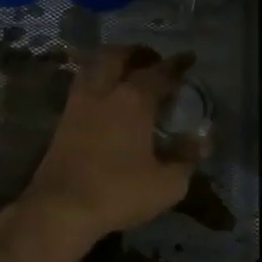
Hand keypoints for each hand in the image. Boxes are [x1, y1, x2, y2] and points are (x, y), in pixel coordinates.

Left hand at [13, 46, 196, 246]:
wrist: (60, 208)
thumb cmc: (118, 193)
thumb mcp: (166, 184)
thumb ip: (186, 159)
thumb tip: (201, 141)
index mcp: (134, 100)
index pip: (160, 72)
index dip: (177, 64)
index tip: (189, 58)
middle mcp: (104, 92)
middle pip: (117, 56)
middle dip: (137, 53)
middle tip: (153, 60)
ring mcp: (78, 104)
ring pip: (93, 66)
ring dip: (111, 62)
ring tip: (126, 73)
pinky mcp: (62, 120)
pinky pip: (81, 86)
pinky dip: (96, 81)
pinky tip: (105, 98)